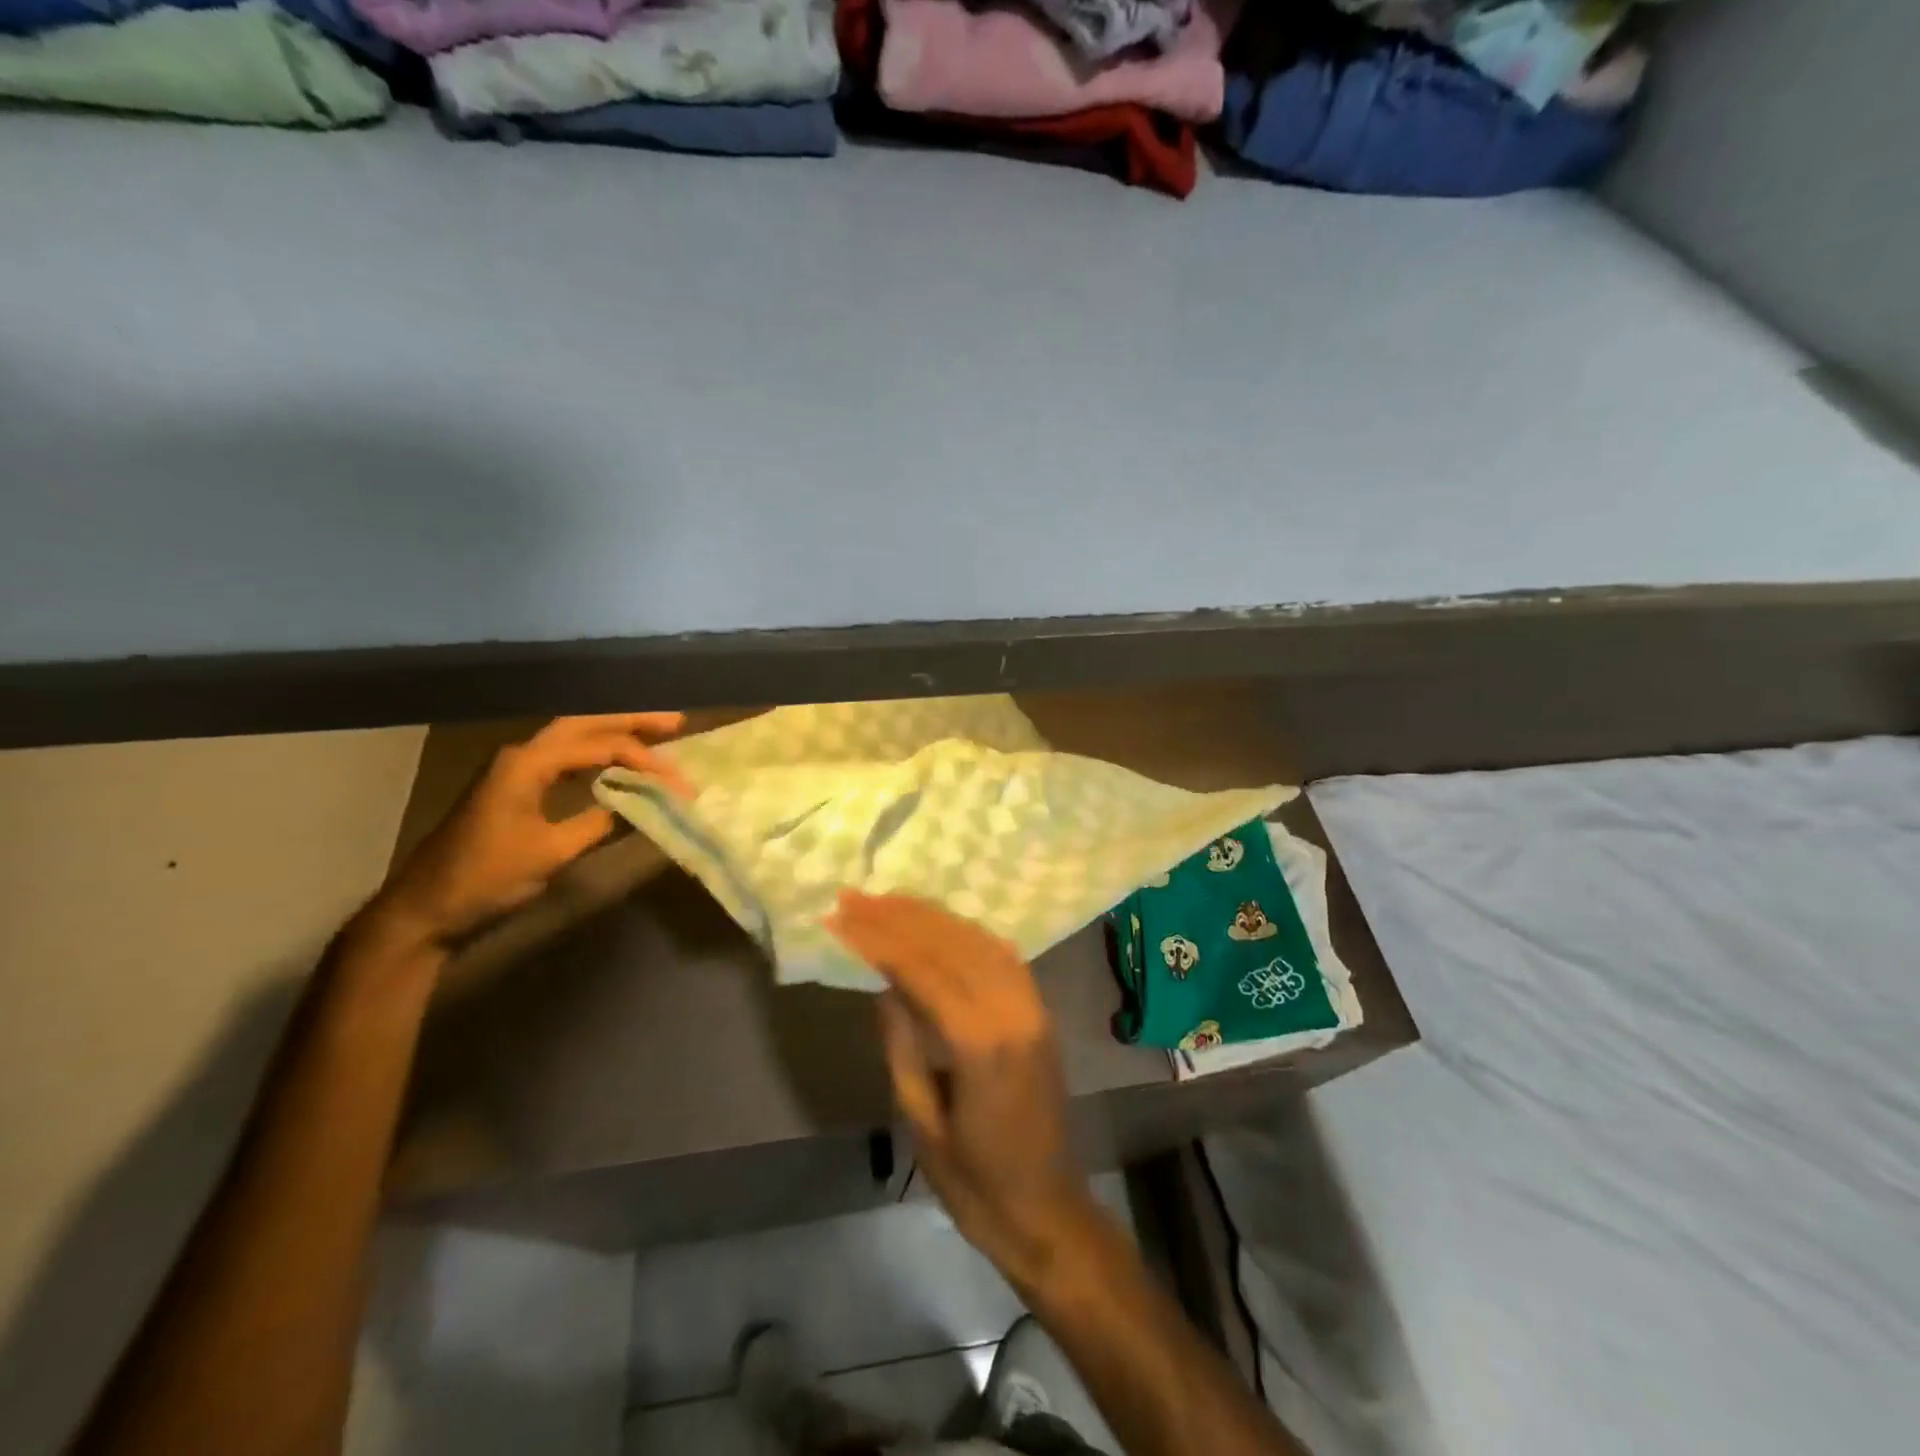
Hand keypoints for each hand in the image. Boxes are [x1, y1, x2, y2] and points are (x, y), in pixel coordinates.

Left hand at [373, 713, 688, 947]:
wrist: (425, 906)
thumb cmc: (486, 877)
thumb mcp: (551, 853)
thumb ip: (598, 823)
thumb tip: (639, 806)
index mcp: (528, 763)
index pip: (599, 746)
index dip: (644, 760)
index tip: (678, 782)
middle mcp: (522, 754)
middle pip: (585, 723)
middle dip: (631, 720)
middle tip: (676, 722)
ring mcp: (515, 768)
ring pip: (574, 736)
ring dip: (614, 733)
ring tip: (655, 734)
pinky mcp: (515, 785)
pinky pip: (564, 756)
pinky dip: (596, 754)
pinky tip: (616, 763)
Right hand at [826, 890, 1103, 1290]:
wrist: (1048, 1211)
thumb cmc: (975, 1184)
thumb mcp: (923, 1121)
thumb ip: (903, 1045)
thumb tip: (884, 985)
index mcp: (982, 1045)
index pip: (923, 969)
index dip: (879, 939)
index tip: (841, 916)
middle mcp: (1014, 1012)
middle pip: (952, 943)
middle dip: (900, 915)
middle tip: (857, 896)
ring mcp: (1034, 1009)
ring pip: (979, 941)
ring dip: (933, 915)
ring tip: (889, 900)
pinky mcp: (1041, 1013)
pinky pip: (1002, 956)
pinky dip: (966, 932)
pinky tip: (940, 924)